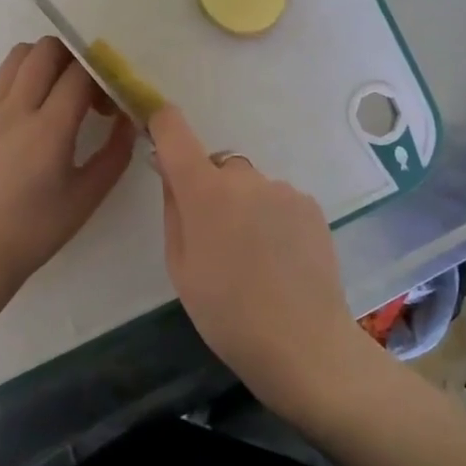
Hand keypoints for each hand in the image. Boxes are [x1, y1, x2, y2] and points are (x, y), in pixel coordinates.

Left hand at [0, 37, 137, 300]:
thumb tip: (128, 120)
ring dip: (45, 61)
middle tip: (87, 90)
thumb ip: (115, 153)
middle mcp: (16, 109)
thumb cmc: (35, 230)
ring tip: (59, 93)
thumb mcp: (87, 197)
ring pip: (18, 56)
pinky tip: (34, 114)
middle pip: (46, 49)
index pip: (80, 72)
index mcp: (49, 128)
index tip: (110, 101)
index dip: (103, 76)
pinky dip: (24, 79)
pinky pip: (2, 79)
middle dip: (75, 57)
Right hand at [149, 105, 377, 411]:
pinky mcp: (310, 205)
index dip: (161, 121)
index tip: (155, 126)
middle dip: (211, 190)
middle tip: (215, 239)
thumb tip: (170, 171)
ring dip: (245, 207)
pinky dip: (272, 219)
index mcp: (205, 190)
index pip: (175, 130)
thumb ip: (173, 209)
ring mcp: (283, 189)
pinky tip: (280, 260)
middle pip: (218, 168)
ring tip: (255, 259)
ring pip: (250, 187)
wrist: (304, 344)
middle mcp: (245, 177)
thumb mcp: (180, 267)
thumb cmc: (227, 313)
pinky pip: (278, 201)